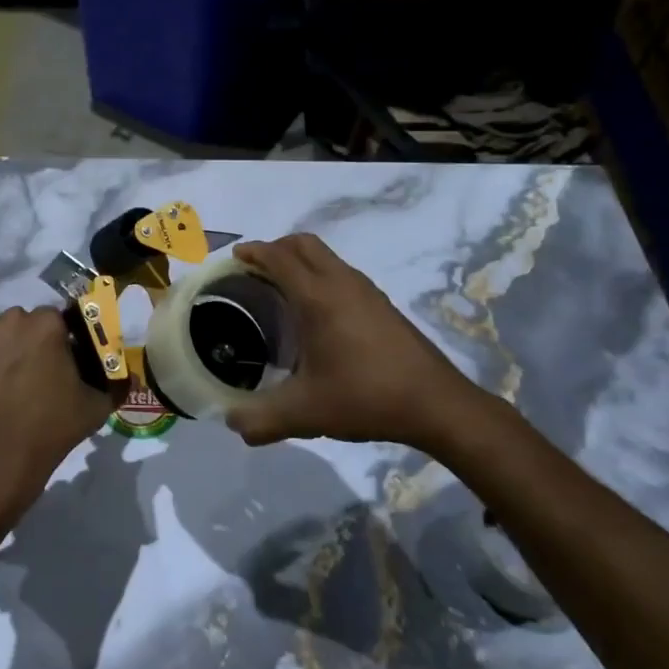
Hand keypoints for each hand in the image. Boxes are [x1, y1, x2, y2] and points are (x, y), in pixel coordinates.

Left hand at [0, 307, 122, 521]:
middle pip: (22, 324)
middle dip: (26, 344)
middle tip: (27, 379)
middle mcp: (11, 318)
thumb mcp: (95, 409)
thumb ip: (115, 384)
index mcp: (47, 325)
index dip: (57, 344)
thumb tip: (128, 377)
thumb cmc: (48, 432)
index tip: (55, 367)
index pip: (56, 321)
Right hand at [224, 234, 499, 451]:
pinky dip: (319, 276)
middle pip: (304, 244)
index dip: (253, 252)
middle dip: (275, 248)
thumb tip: (232, 423)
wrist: (436, 404)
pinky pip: (341, 273)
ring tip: (280, 290)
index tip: (233, 258)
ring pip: (326, 257)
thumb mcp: (305, 413)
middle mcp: (342, 283)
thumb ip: (261, 420)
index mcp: (317, 297)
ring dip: (300, 261)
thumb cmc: (365, 397)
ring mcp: (366, 291)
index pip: (279, 258)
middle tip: (254, 270)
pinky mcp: (382, 304)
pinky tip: (316, 314)